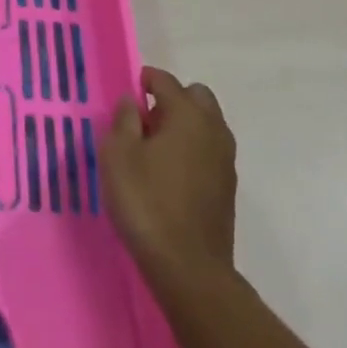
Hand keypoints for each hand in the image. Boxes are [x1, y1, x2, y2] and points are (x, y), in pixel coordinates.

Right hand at [101, 66, 236, 287]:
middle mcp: (213, 129)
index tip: (130, 90)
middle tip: (146, 120)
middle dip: (172, 99)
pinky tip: (171, 173)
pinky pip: (209, 150)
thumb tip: (133, 101)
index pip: (166, 81)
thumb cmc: (146, 202)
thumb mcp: (118, 156)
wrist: (188, 267)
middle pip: (196, 96)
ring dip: (185, 125)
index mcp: (187, 114)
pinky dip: (193, 149)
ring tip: (155, 148)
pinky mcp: (228, 187)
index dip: (146, 80)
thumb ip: (123, 121)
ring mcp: (225, 159)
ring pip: (207, 124)